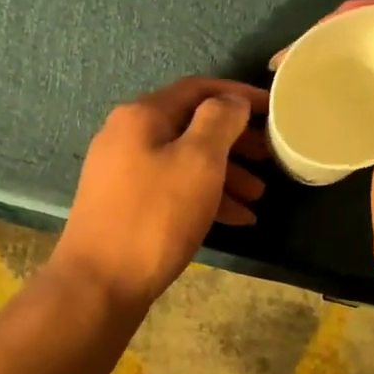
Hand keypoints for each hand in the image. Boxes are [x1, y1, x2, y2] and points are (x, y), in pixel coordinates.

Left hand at [51, 77, 269, 309]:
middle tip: (270, 158)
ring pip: (184, 160)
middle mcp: (127, 135)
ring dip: (225, 174)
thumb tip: (231, 101)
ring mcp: (122, 171)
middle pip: (191, 125)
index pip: (199, 89)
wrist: (98, 284)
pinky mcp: (124, 204)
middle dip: (235, 141)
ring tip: (259, 197)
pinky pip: (172, 188)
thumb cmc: (155, 216)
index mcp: (142, 115)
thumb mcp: (198, 161)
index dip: (239, 95)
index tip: (275, 110)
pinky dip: (203, 197)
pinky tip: (236, 220)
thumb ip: (219, 121)